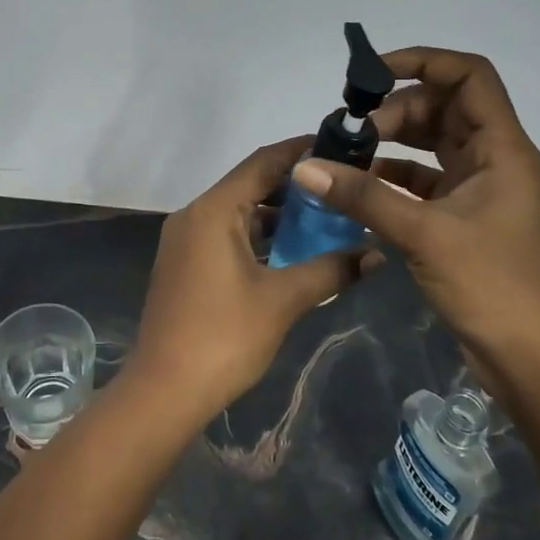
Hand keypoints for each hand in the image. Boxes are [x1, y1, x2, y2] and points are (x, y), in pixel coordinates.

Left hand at [128, 137, 379, 421]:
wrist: (164, 390)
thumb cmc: (224, 337)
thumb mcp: (283, 300)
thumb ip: (330, 270)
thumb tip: (376, 254)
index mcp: (214, 210)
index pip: (262, 162)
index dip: (301, 151)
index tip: (339, 148)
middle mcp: (194, 214)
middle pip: (249, 185)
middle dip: (295, 187)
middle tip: (341, 189)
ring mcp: (185, 240)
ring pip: (238, 213)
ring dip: (277, 216)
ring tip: (325, 220)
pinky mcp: (185, 264)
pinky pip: (226, 235)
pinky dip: (258, 238)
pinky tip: (291, 253)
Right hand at [289, 47, 539, 371]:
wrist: (535, 362)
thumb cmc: (495, 286)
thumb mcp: (425, 234)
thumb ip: (363, 196)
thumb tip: (305, 166)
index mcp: (502, 148)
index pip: (469, 76)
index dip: (423, 61)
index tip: (372, 75)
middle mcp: (493, 160)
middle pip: (442, 107)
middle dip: (395, 109)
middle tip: (350, 129)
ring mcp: (477, 191)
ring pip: (430, 144)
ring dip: (390, 142)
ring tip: (345, 153)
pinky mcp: (461, 219)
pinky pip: (422, 182)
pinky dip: (391, 178)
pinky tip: (356, 187)